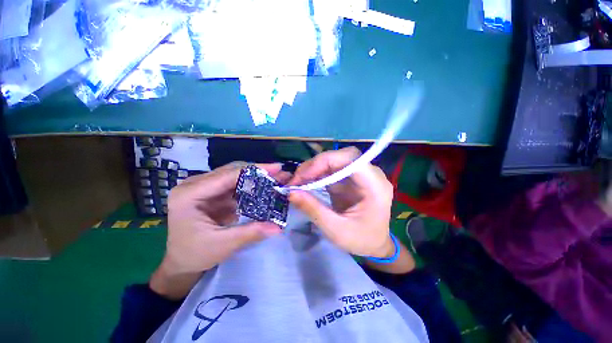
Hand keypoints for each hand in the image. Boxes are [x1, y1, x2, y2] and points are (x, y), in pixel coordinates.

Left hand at [150, 162, 287, 298]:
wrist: (180, 262)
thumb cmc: (194, 255)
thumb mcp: (222, 245)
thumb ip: (251, 233)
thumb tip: (278, 227)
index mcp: (189, 194)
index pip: (227, 175)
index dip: (255, 170)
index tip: (277, 167)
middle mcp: (195, 185)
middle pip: (232, 171)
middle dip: (259, 172)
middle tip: (280, 174)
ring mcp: (205, 187)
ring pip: (236, 175)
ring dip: (257, 177)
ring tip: (276, 179)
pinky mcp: (213, 192)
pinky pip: (236, 184)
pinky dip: (252, 186)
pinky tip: (265, 187)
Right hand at [288, 147, 394, 257]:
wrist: (374, 245)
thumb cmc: (361, 240)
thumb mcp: (336, 230)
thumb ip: (314, 210)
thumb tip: (291, 192)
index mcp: (375, 186)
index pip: (350, 159)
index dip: (324, 162)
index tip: (302, 176)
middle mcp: (370, 175)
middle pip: (341, 156)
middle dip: (316, 164)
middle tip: (297, 179)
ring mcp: (360, 175)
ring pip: (335, 161)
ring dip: (314, 168)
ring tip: (298, 181)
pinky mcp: (350, 179)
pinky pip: (332, 170)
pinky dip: (317, 174)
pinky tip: (306, 183)